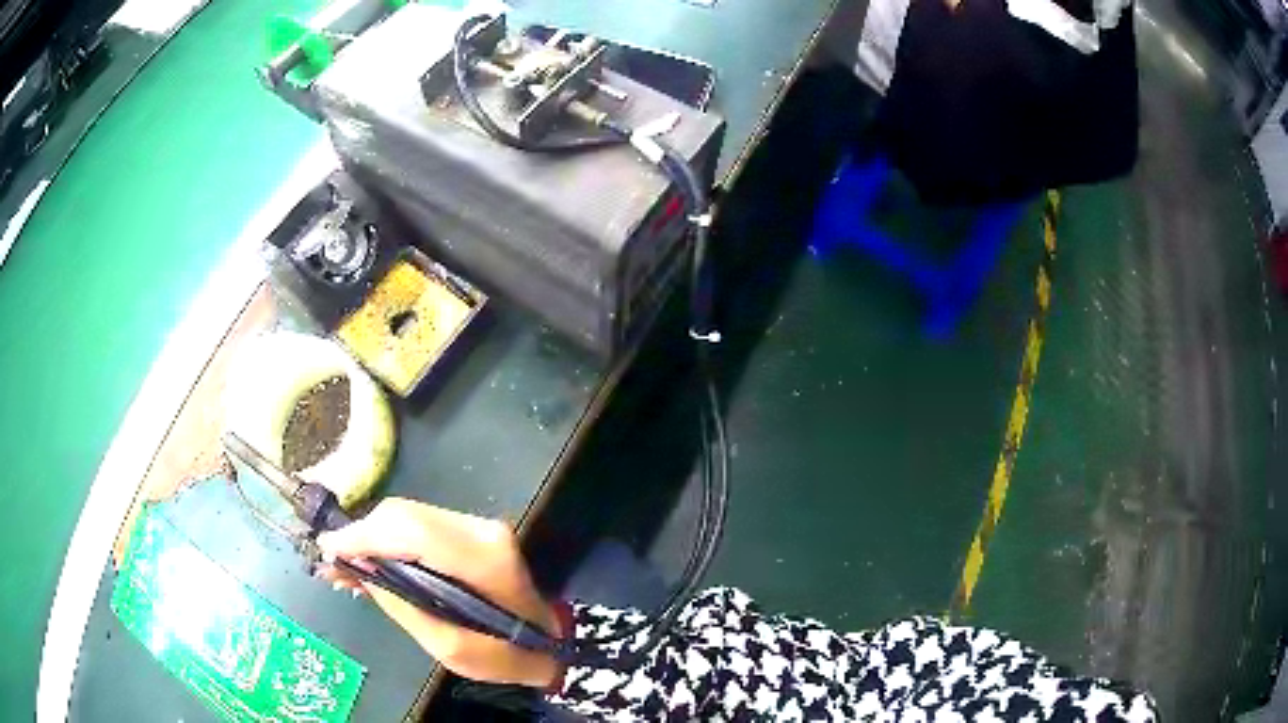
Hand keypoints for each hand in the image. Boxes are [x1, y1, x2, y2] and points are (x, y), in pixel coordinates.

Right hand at [316, 498, 562, 687]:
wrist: (548, 640)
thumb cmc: (505, 654)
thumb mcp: (451, 648)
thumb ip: (405, 608)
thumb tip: (361, 572)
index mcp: (482, 561)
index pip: (411, 532)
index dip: (363, 536)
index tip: (327, 550)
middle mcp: (480, 530)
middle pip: (403, 515)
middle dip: (361, 536)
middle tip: (334, 564)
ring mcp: (478, 524)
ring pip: (407, 515)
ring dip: (372, 537)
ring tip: (348, 568)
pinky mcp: (470, 528)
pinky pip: (418, 523)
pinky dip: (389, 539)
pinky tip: (373, 561)